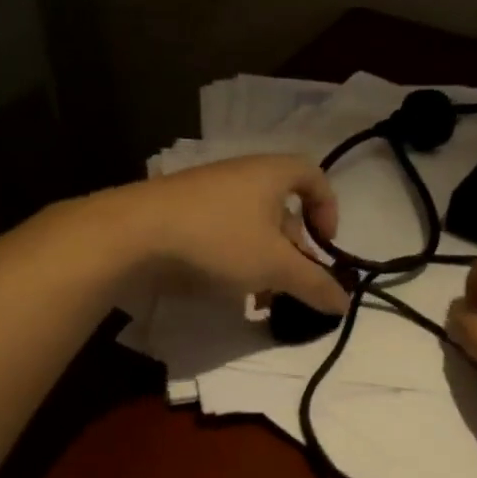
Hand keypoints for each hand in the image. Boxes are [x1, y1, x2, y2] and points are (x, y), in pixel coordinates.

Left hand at [111, 155, 349, 314]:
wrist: (131, 235)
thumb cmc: (217, 240)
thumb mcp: (274, 266)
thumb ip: (313, 284)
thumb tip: (345, 304)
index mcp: (270, 173)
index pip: (314, 175)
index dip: (328, 208)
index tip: (325, 244)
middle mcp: (240, 175)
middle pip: (282, 208)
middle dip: (294, 249)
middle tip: (294, 282)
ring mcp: (206, 193)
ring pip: (250, 227)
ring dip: (264, 262)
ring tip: (262, 300)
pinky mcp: (180, 214)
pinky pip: (221, 234)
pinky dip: (233, 261)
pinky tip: (228, 295)